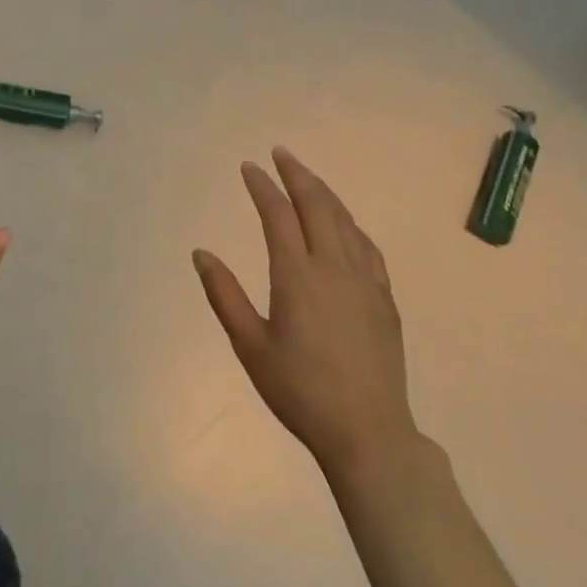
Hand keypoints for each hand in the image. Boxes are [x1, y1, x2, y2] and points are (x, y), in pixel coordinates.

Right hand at [194, 147, 416, 476]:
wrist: (368, 432)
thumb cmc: (300, 391)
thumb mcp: (250, 346)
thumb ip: (224, 295)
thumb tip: (201, 253)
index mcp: (297, 276)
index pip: (278, 215)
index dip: (263, 187)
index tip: (249, 167)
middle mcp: (333, 267)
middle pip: (316, 205)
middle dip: (297, 174)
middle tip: (280, 153)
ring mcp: (364, 280)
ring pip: (344, 220)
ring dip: (324, 192)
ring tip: (307, 177)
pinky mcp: (384, 298)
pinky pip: (367, 246)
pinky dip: (350, 223)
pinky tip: (344, 223)